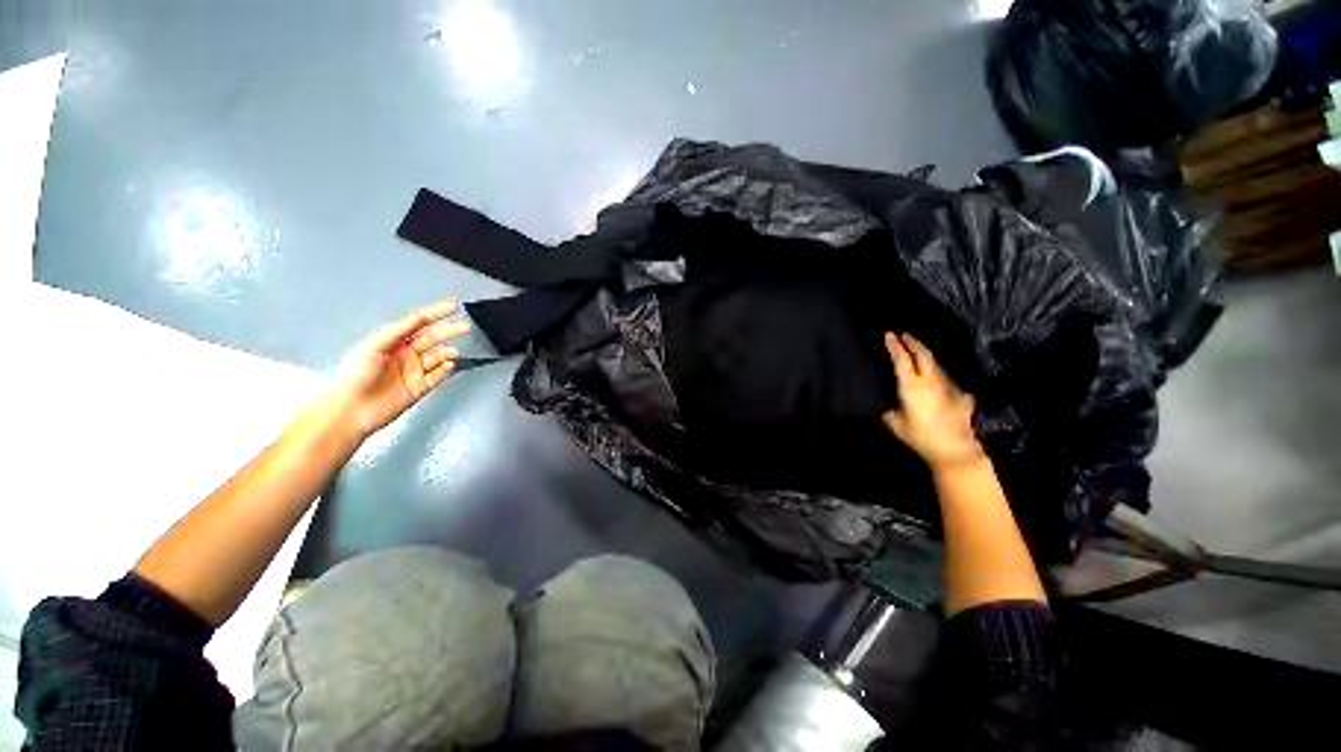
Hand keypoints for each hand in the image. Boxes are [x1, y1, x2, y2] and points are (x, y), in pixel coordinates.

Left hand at [324, 299, 469, 437]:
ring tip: (453, 352)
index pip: (418, 323)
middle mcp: (405, 354)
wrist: (350, 409)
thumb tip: (419, 317)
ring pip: (438, 357)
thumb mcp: (374, 345)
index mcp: (392, 341)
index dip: (436, 313)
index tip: (453, 306)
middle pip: (433, 338)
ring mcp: (414, 371)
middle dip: (449, 331)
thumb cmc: (354, 375)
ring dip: (448, 352)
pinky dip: (446, 370)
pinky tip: (448, 366)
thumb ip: (398, 330)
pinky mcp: (420, 388)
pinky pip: (438, 376)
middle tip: (465, 327)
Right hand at [882, 332, 984, 471]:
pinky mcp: (959, 394)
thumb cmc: (920, 437)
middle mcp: (931, 380)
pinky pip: (945, 377)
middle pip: (923, 353)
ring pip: (935, 363)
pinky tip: (934, 377)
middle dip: (912, 342)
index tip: (888, 334)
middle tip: (903, 334)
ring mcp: (948, 385)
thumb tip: (883, 402)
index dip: (894, 345)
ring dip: (925, 354)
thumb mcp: (894, 424)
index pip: (901, 359)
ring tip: (916, 350)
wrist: (955, 450)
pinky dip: (936, 371)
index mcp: (911, 386)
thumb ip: (888, 409)